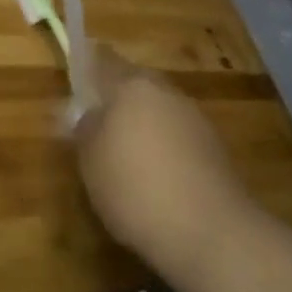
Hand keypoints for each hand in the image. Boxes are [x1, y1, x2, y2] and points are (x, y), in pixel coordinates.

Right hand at [73, 43, 256, 275]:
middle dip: (116, 99)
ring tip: (125, 158)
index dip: (88, 65)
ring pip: (158, 110)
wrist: (211, 233)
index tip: (76, 80)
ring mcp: (195, 118)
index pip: (103, 59)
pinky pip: (178, 136)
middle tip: (97, 125)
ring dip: (142, 124)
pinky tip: (156, 178)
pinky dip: (165, 148)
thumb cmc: (135, 188)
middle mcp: (165, 91)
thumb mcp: (90, 161)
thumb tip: (81, 113)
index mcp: (131, 85)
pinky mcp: (215, 148)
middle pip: (134, 84)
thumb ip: (83, 129)